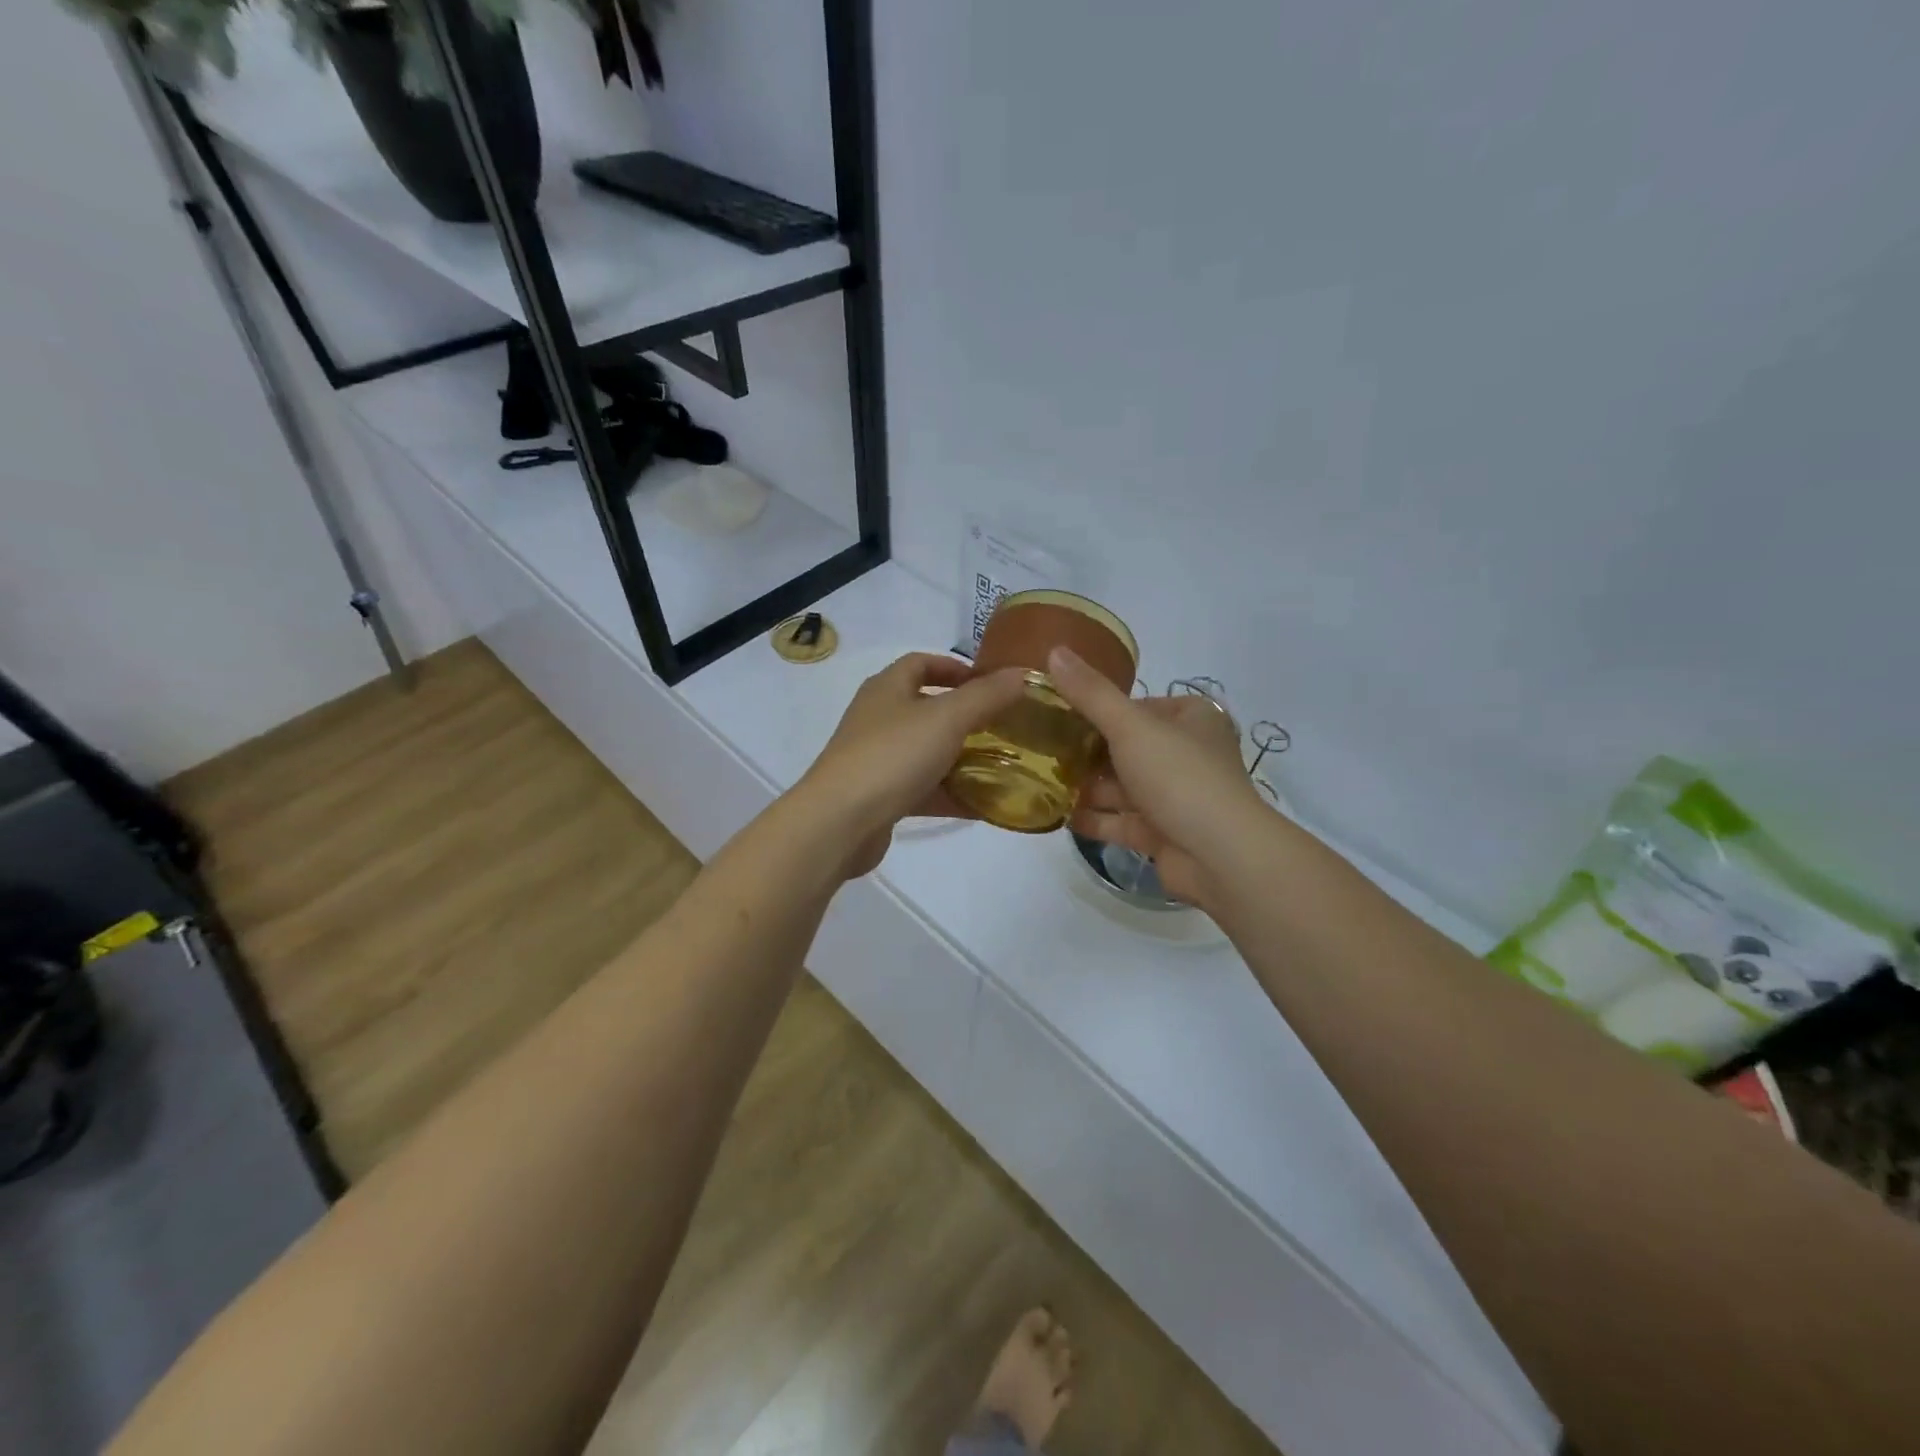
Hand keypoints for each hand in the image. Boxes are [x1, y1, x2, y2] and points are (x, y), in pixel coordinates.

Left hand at [796, 652, 1028, 877]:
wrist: (839, 822)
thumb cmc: (893, 756)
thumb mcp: (948, 718)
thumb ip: (987, 696)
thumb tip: (1022, 674)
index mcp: (887, 688)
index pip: (921, 662)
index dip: (955, 667)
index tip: (990, 682)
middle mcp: (878, 717)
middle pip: (926, 708)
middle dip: (965, 716)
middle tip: (1004, 727)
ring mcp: (876, 758)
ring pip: (926, 751)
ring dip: (960, 757)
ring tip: (1001, 766)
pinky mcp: (879, 796)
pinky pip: (922, 789)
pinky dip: (949, 793)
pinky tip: (981, 806)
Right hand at [1047, 648, 1268, 908]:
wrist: (1221, 856)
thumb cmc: (1179, 777)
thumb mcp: (1130, 726)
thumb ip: (1090, 693)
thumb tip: (1054, 649)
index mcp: (1190, 719)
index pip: (1137, 706)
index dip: (1098, 709)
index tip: (1057, 712)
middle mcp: (1185, 755)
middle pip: (1126, 748)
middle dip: (1086, 751)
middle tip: (1040, 748)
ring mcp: (1175, 797)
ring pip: (1121, 787)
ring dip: (1085, 786)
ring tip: (1039, 780)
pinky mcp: (1162, 834)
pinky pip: (1120, 822)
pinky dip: (1093, 818)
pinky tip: (1057, 815)